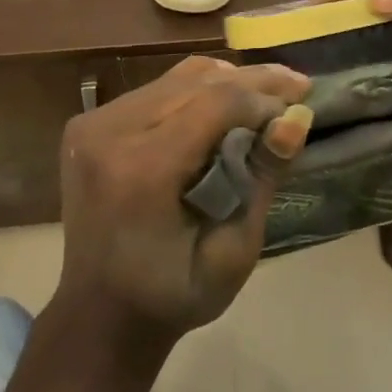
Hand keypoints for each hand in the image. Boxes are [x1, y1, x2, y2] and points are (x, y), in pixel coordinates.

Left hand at [55, 56, 312, 351]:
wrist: (99, 313)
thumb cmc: (172, 295)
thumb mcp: (233, 253)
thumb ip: (262, 179)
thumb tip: (296, 117)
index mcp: (142, 171)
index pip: (216, 103)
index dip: (264, 98)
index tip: (301, 106)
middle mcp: (111, 133)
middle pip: (197, 81)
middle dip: (253, 81)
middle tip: (298, 86)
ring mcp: (94, 124)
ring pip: (177, 78)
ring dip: (227, 81)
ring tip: (268, 91)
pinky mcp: (90, 123)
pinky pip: (156, 89)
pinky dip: (197, 90)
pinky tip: (226, 102)